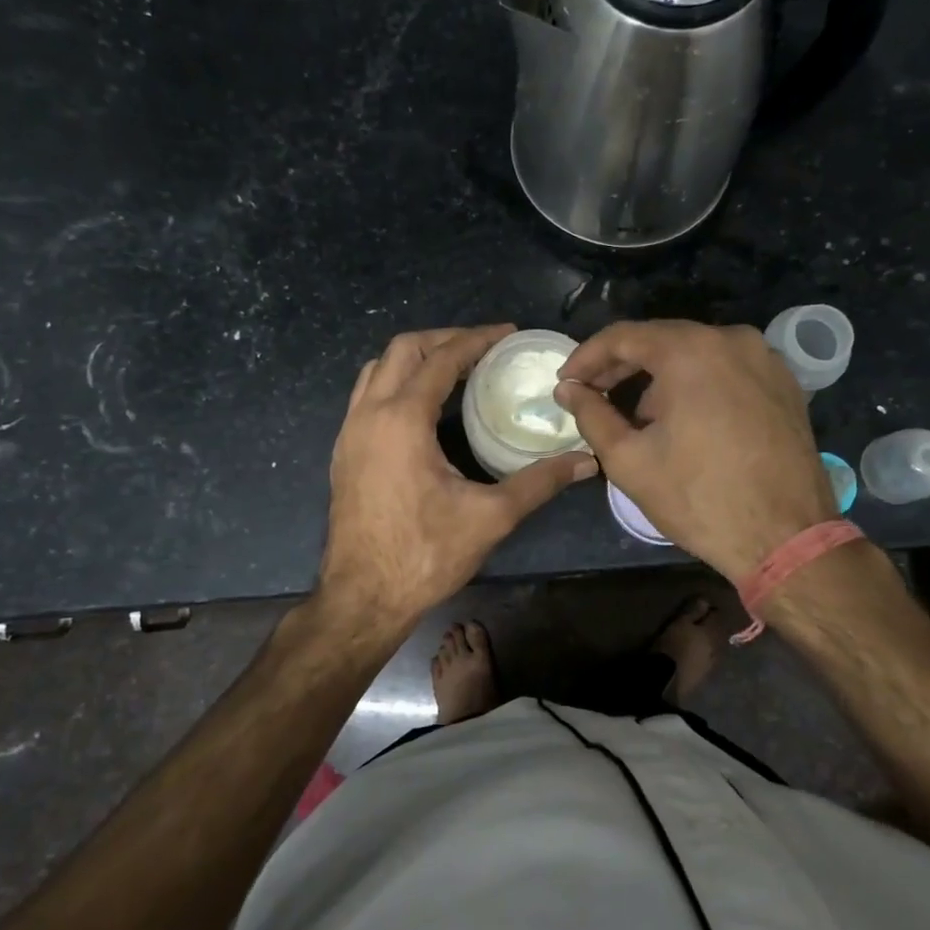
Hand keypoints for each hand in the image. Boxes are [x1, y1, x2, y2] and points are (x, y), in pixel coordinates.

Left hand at [319, 326, 597, 626]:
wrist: (363, 597)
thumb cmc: (425, 555)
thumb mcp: (490, 516)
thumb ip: (540, 482)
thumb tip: (587, 461)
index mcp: (402, 420)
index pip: (441, 360)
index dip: (476, 340)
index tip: (507, 332)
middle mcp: (368, 415)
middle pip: (402, 349)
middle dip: (443, 339)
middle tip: (482, 347)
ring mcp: (349, 433)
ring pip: (377, 370)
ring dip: (415, 359)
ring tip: (453, 368)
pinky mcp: (343, 452)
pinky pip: (366, 396)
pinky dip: (396, 383)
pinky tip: (423, 407)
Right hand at [555, 321, 836, 582]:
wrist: (786, 538)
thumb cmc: (699, 498)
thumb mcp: (629, 460)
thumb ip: (591, 415)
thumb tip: (568, 390)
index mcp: (690, 351)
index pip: (623, 336)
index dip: (586, 358)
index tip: (566, 383)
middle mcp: (732, 340)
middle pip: (662, 340)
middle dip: (621, 366)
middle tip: (592, 395)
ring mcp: (765, 359)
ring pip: (695, 354)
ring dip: (659, 377)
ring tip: (637, 417)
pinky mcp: (785, 384)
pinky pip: (727, 370)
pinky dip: (697, 384)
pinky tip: (684, 419)